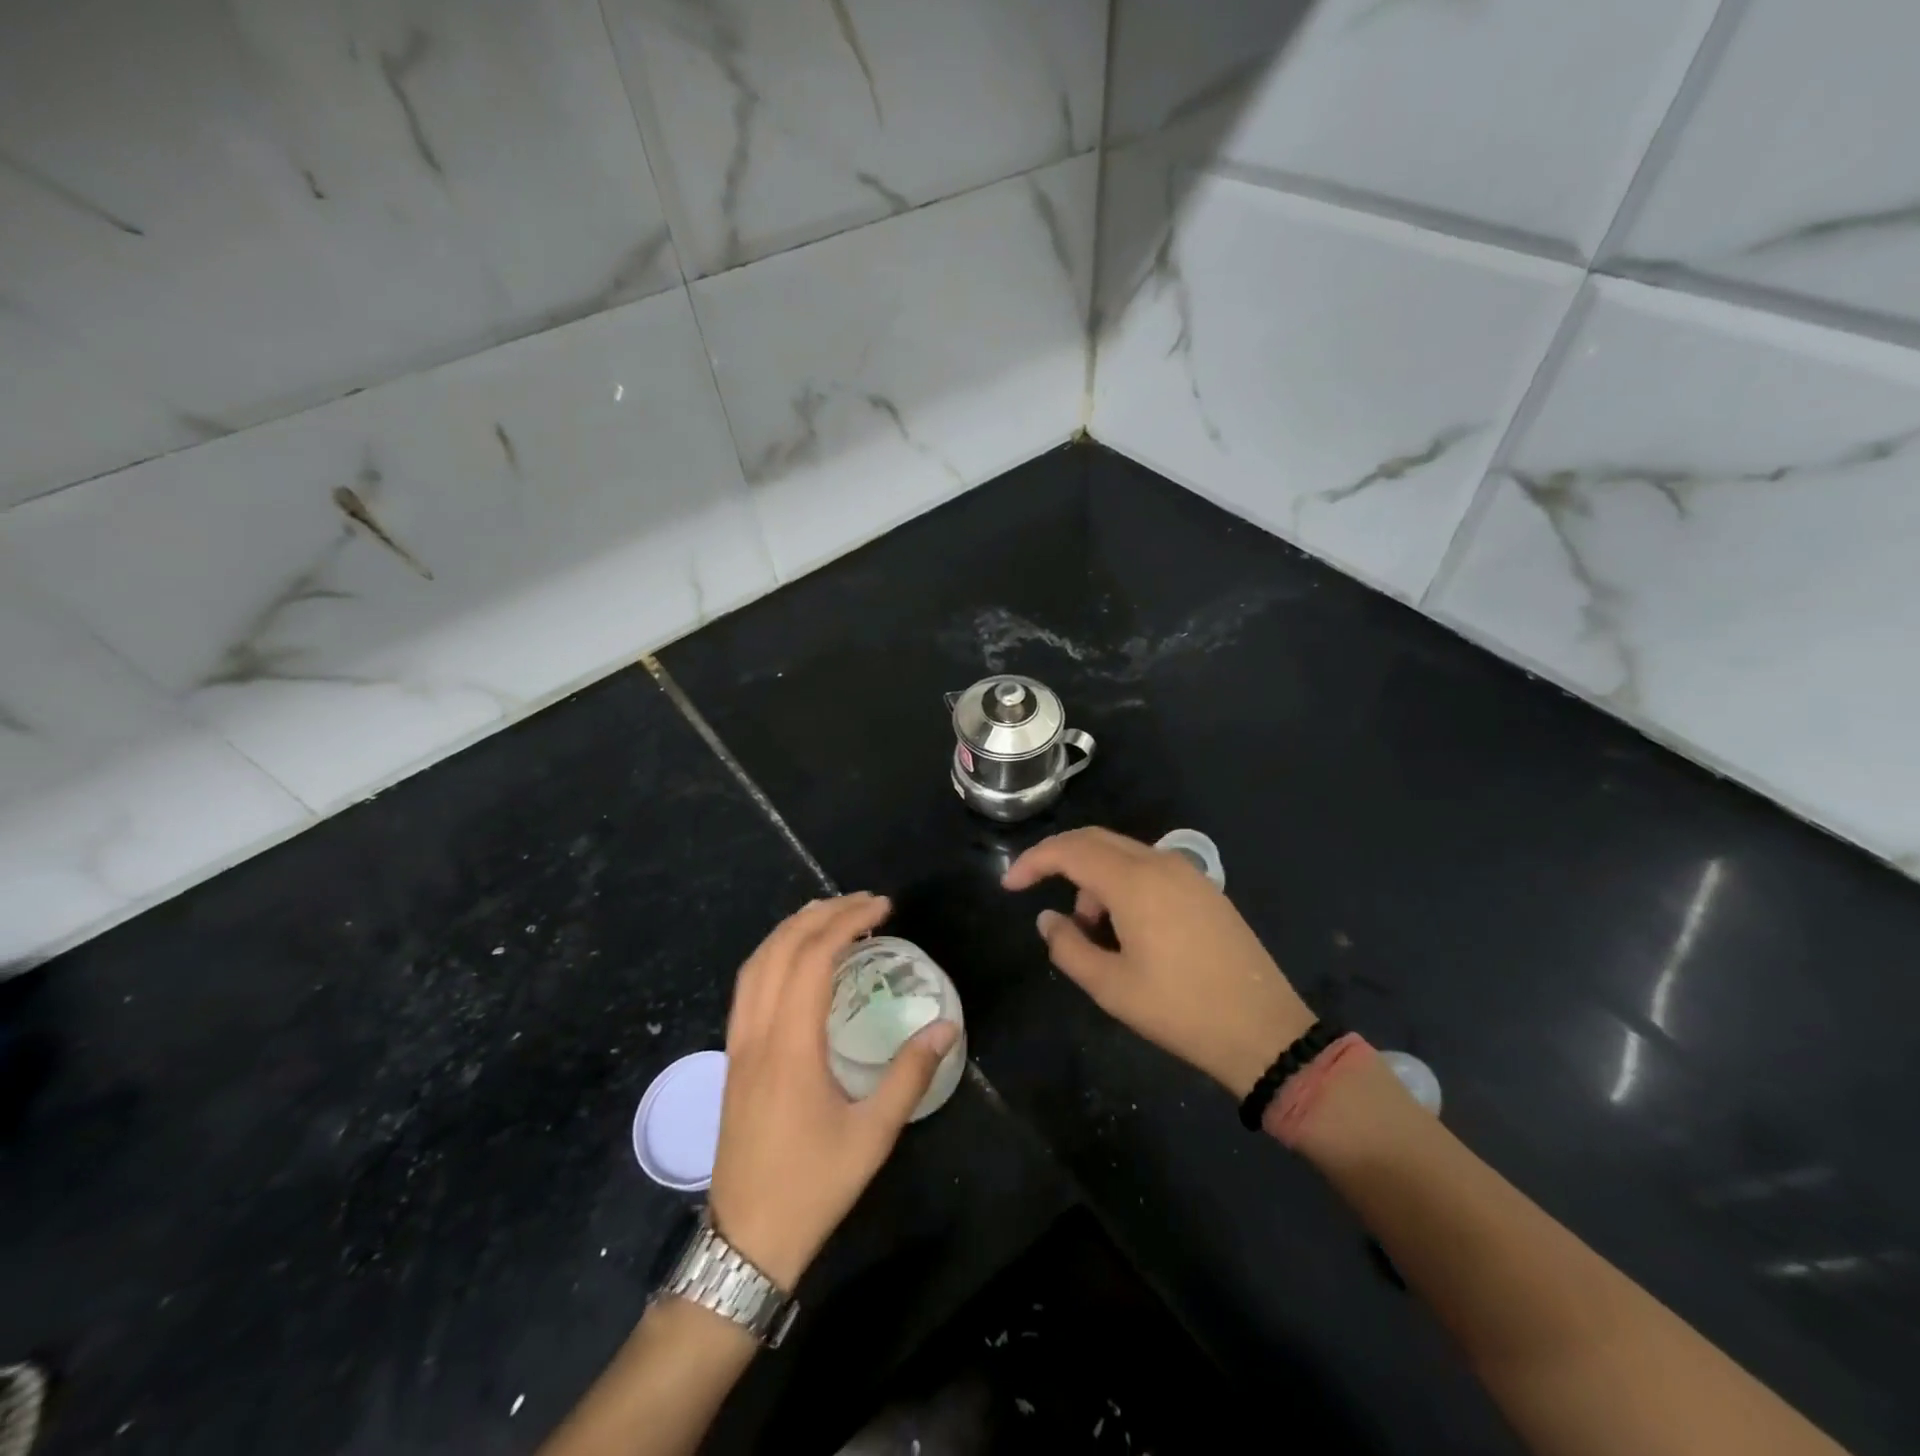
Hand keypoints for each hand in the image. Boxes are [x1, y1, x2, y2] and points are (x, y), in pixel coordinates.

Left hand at [708, 894, 958, 1289]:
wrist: (746, 1241)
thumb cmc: (813, 1185)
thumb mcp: (873, 1134)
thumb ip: (910, 1074)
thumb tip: (947, 1027)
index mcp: (790, 1045)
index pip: (813, 957)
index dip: (847, 921)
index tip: (882, 907)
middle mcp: (757, 1033)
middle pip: (781, 949)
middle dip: (822, 913)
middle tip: (865, 902)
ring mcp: (737, 1044)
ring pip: (756, 963)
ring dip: (792, 928)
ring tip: (831, 914)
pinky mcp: (732, 1057)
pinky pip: (746, 985)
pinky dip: (772, 953)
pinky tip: (795, 958)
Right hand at [1002, 828, 1313, 1097]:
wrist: (1264, 1031)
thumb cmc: (1179, 1010)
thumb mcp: (1110, 987)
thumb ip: (1067, 947)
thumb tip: (1048, 919)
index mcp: (1134, 882)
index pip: (1069, 851)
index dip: (1033, 862)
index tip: (1009, 886)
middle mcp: (1161, 863)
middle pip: (1095, 840)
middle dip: (1060, 862)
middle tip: (1036, 892)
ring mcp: (1187, 873)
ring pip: (1122, 854)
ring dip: (1094, 879)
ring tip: (1092, 932)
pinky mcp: (1204, 889)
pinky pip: (1149, 868)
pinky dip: (1122, 884)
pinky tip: (1126, 928)